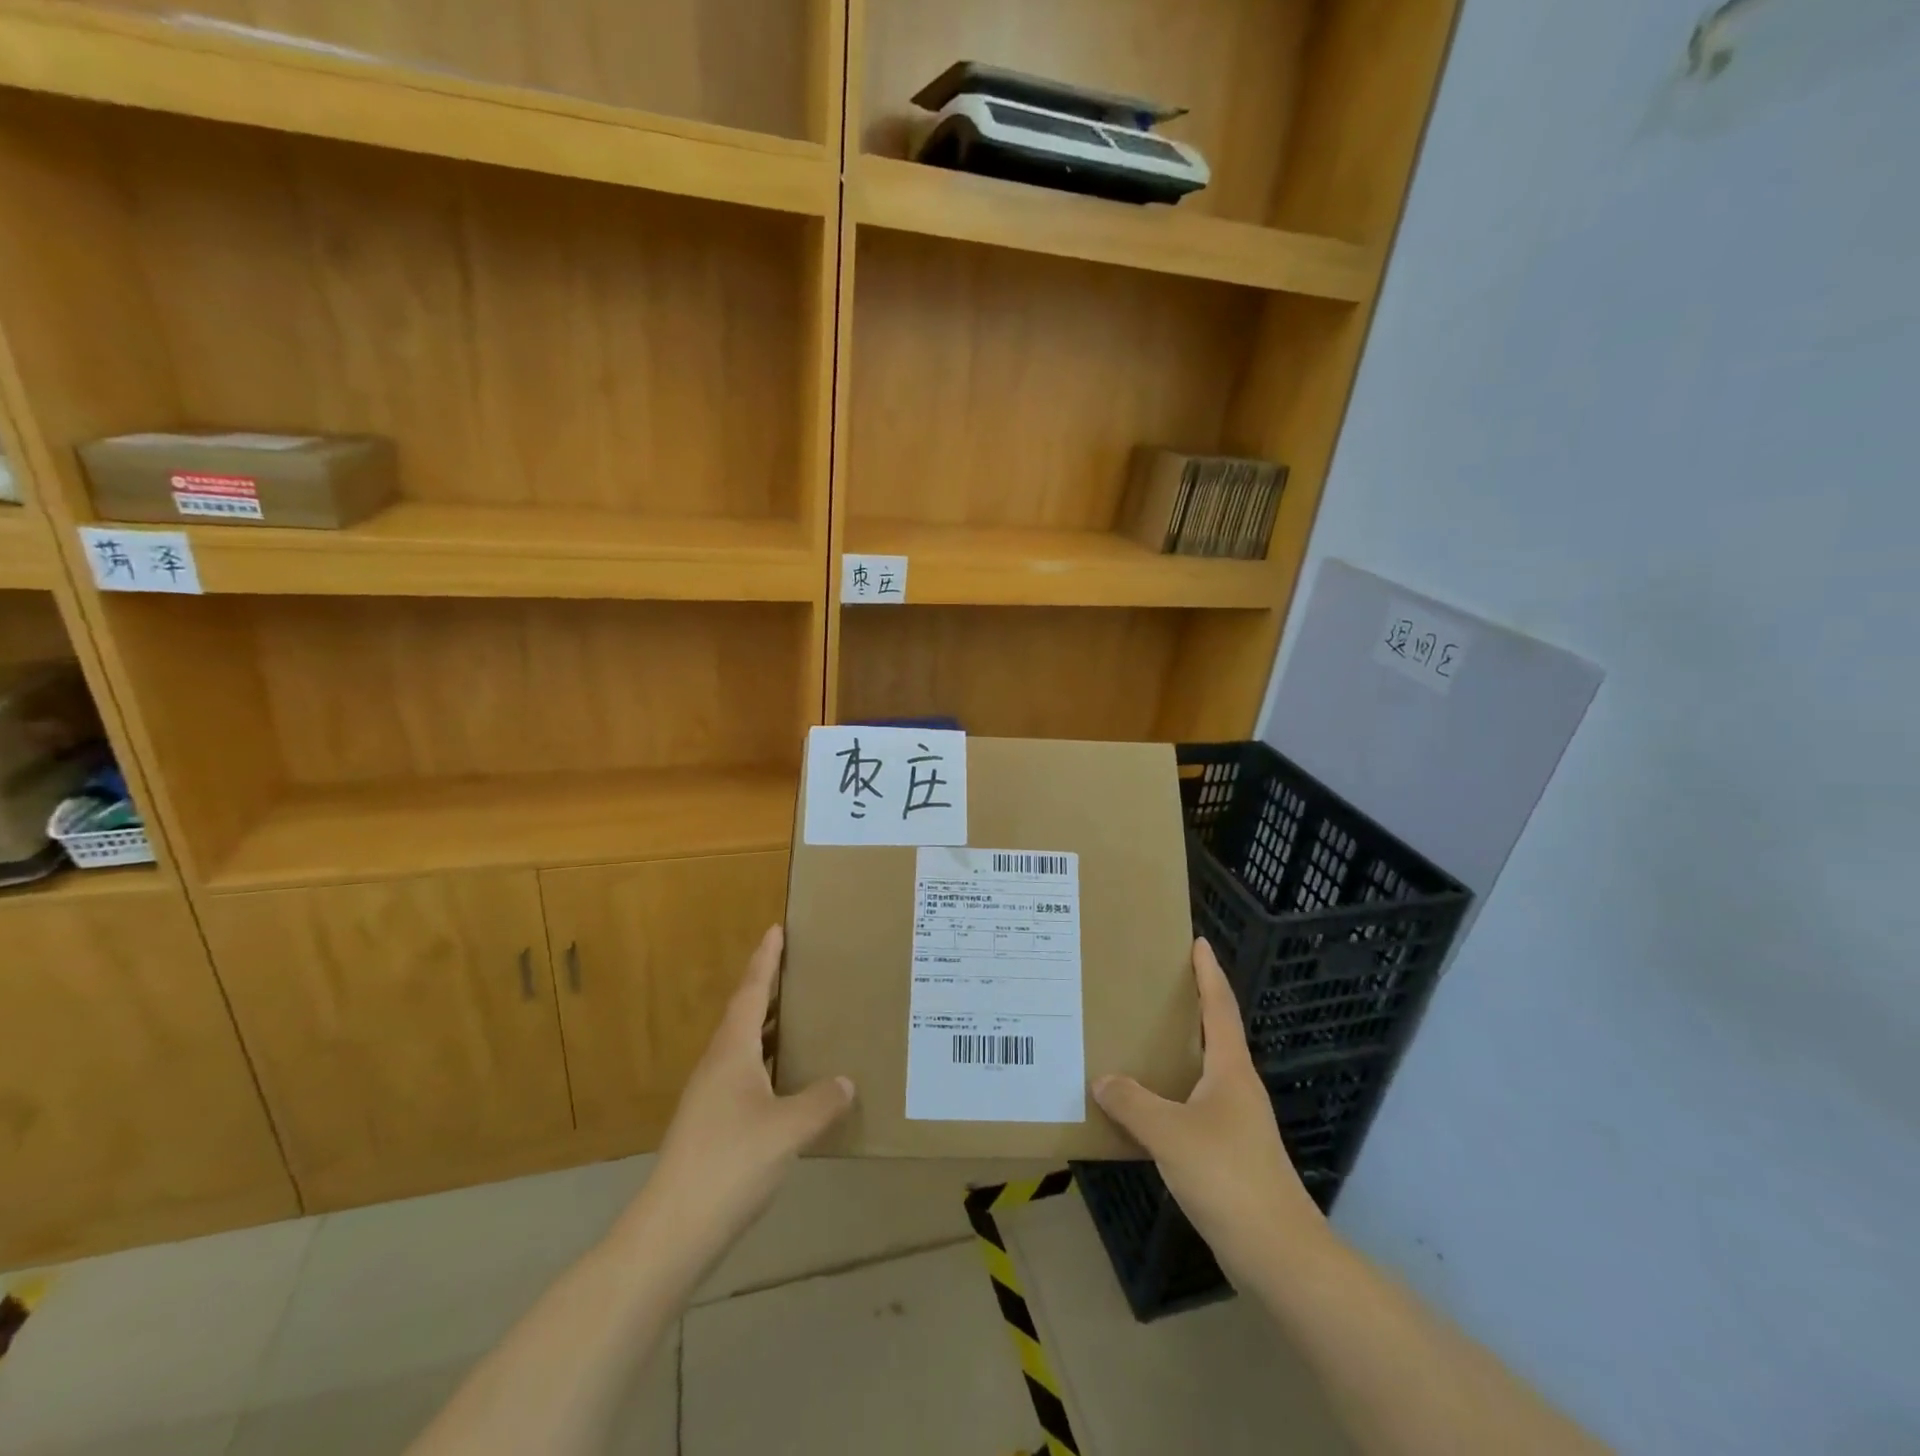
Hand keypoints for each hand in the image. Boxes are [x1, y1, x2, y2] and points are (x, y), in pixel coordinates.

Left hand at [621, 926, 854, 1270]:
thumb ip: (820, 1102)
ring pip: (742, 1047)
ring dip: (767, 1027)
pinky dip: (766, 1063)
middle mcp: (717, 1066)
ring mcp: (710, 1098)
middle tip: (796, 968)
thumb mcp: (787, 1130)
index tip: (775, 929)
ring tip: (798, 1017)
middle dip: (767, 989)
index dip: (765, 961)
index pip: (750, 992)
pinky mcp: (711, 1126)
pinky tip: (786, 1082)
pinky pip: (744, 1075)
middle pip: (743, 1015)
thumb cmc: (730, 1164)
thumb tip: (846, 1081)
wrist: (671, 1231)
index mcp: (731, 1052)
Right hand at [1093, 938, 1319, 1282]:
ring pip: (1202, 1072)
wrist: (1279, 1254)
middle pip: (1214, 1034)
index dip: (1208, 973)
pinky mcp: (1230, 1153)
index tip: (1198, 942)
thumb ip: (1133, 1103)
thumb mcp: (1171, 1134)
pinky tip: (1146, 1106)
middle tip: (1153, 985)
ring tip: (1139, 1039)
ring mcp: (1236, 1122)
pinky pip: (1193, 1107)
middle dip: (1189, 1007)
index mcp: (1230, 1070)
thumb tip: (1102, 1078)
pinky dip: (1170, 1095)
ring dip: (1176, 1052)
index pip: (1220, 1007)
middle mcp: (1237, 1087)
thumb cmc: (1229, 1177)